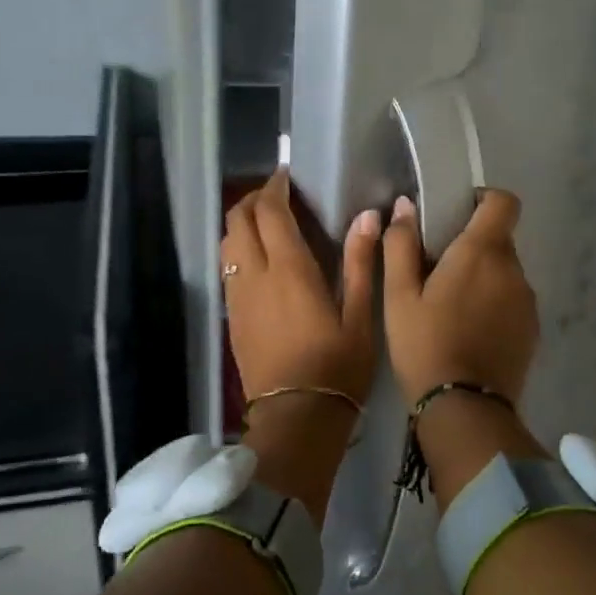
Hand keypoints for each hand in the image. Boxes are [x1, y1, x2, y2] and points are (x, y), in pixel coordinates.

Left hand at [221, 168, 380, 406]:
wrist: (296, 418)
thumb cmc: (336, 366)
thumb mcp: (360, 315)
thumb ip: (361, 262)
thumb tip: (368, 216)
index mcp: (289, 269)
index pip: (269, 211)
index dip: (274, 187)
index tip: (288, 176)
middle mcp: (255, 275)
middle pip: (237, 220)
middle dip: (253, 199)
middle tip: (279, 196)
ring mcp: (237, 297)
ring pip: (227, 243)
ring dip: (242, 223)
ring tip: (270, 224)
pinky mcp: (232, 316)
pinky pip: (227, 268)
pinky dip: (239, 249)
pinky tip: (262, 261)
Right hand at [382, 190, 538, 404]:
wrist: (464, 408)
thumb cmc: (424, 344)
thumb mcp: (399, 295)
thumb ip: (401, 244)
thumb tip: (405, 206)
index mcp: (482, 252)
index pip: (504, 202)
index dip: (484, 199)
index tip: (458, 214)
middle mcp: (514, 270)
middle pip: (500, 239)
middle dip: (473, 245)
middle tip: (438, 270)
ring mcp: (527, 301)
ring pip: (505, 272)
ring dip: (484, 277)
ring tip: (452, 307)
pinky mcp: (532, 330)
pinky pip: (512, 301)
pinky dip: (494, 304)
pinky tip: (470, 331)